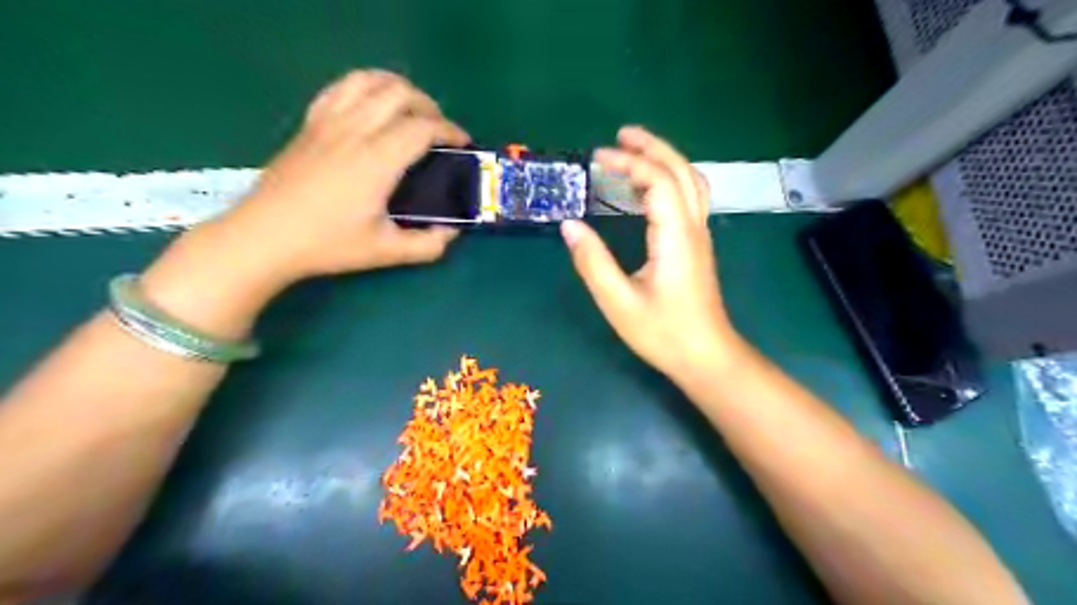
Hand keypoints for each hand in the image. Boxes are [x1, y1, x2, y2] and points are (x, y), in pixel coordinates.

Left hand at [219, 69, 469, 283]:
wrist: (265, 236)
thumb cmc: (328, 244)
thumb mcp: (386, 253)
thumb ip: (428, 245)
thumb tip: (452, 231)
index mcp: (377, 160)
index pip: (423, 127)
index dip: (450, 131)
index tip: (462, 144)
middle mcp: (355, 131)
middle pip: (399, 93)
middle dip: (428, 105)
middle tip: (438, 130)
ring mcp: (328, 122)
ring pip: (368, 80)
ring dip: (397, 88)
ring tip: (409, 110)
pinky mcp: (310, 123)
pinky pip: (340, 88)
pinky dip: (364, 87)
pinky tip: (370, 106)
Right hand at [560, 124, 746, 385]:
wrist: (706, 356)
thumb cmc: (663, 333)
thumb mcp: (619, 303)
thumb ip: (593, 262)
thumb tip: (569, 225)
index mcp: (675, 237)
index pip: (658, 181)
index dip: (628, 163)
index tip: (597, 159)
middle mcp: (693, 228)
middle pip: (681, 170)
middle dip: (652, 147)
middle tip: (621, 135)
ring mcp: (699, 235)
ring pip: (690, 182)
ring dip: (664, 159)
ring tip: (634, 152)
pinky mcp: (697, 245)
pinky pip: (688, 198)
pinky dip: (669, 180)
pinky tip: (647, 190)